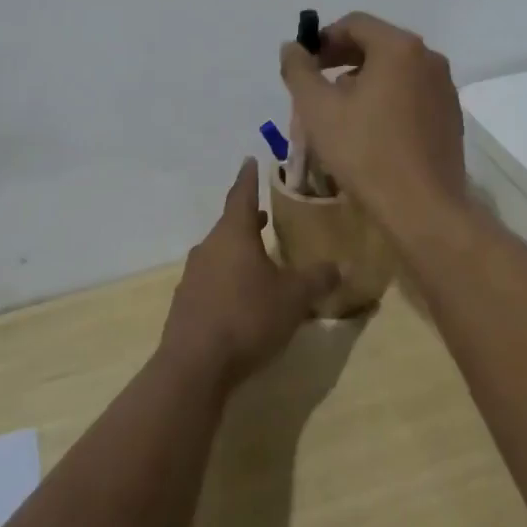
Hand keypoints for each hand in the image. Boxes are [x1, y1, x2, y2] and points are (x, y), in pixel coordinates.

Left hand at [159, 159, 341, 388]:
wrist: (194, 367)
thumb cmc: (247, 317)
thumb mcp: (294, 298)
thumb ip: (318, 279)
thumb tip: (342, 265)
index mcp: (233, 234)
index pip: (242, 194)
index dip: (249, 177)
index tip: (250, 160)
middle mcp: (209, 247)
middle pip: (229, 225)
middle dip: (247, 219)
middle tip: (264, 214)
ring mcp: (192, 277)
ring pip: (219, 253)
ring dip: (237, 251)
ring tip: (258, 257)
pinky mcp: (185, 305)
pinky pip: (210, 281)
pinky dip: (227, 279)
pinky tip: (241, 298)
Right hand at [279, 11, 468, 229]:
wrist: (424, 208)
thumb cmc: (366, 152)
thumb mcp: (318, 109)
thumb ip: (299, 70)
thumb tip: (292, 47)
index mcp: (399, 48)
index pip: (355, 24)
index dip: (323, 39)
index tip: (305, 65)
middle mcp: (428, 58)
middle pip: (378, 44)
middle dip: (342, 59)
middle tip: (316, 86)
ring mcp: (445, 87)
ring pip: (396, 70)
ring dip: (364, 80)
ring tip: (340, 110)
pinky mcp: (451, 115)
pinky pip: (413, 93)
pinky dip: (388, 98)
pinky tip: (371, 130)